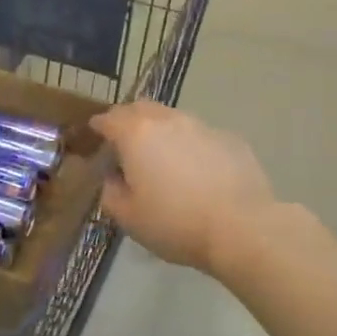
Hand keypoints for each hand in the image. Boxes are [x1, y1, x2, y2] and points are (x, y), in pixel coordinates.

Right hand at [91, 101, 277, 274]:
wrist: (241, 227)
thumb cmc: (175, 223)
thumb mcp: (129, 218)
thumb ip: (111, 193)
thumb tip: (113, 179)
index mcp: (137, 134)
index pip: (109, 118)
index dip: (99, 126)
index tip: (95, 134)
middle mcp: (168, 120)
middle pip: (141, 108)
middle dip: (129, 120)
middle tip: (125, 143)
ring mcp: (203, 126)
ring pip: (173, 119)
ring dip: (162, 131)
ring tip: (163, 158)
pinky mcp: (230, 139)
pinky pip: (201, 136)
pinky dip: (191, 146)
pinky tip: (197, 171)